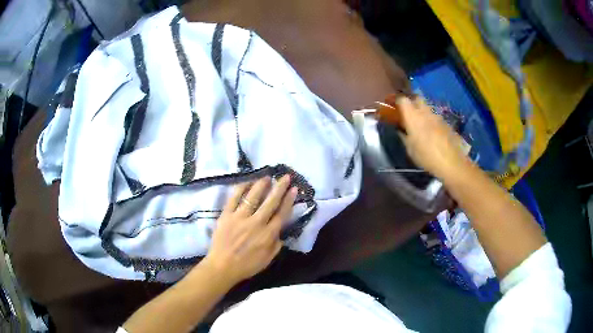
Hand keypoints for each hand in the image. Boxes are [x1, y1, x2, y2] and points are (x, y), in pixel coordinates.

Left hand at [202, 175, 296, 284]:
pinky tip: (246, 182)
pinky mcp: (226, 215)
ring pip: (253, 196)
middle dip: (280, 188)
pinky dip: (241, 188)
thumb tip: (281, 234)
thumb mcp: (267, 260)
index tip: (294, 189)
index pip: (282, 214)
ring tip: (267, 177)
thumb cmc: (246, 266)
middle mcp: (256, 223)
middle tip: (285, 177)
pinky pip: (234, 198)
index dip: (289, 200)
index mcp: (268, 235)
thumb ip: (276, 246)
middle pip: (270, 202)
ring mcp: (240, 217)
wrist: (222, 267)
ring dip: (261, 185)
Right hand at [397, 97, 470, 180]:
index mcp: (413, 116)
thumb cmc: (426, 156)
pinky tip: (431, 132)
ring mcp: (437, 116)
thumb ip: (403, 136)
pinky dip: (430, 120)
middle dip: (411, 102)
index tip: (393, 107)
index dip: (397, 101)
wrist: (451, 162)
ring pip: (426, 107)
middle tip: (407, 112)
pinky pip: (434, 117)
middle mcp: (425, 112)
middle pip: (416, 98)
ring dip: (421, 111)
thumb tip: (399, 129)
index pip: (402, 99)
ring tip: (419, 123)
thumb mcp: (410, 149)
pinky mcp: (445, 122)